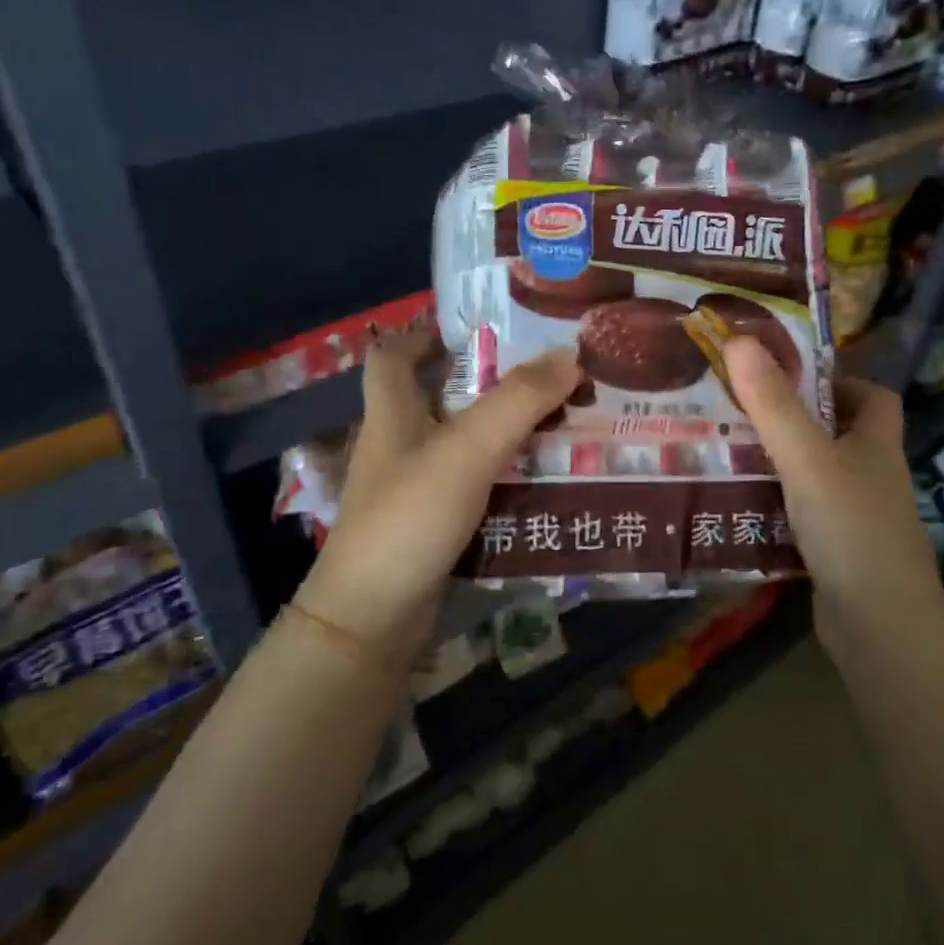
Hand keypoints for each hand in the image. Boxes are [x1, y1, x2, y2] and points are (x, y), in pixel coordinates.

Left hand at [297, 330, 580, 661]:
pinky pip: (476, 487)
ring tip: (563, 421)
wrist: (373, 619)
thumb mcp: (466, 450)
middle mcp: (399, 446)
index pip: (391, 355)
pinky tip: (546, 480)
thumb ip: (518, 401)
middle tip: (547, 374)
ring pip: (464, 445)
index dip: (421, 332)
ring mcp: (414, 490)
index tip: (470, 325)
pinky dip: (506, 478)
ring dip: (505, 432)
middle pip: (438, 398)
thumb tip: (570, 354)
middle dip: (487, 383)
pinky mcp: (433, 527)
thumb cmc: (409, 518)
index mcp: (391, 414)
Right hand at [723, 337, 943, 649]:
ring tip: (727, 452)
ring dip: (779, 464)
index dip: (838, 381)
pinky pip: (804, 514)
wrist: (879, 625)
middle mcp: (872, 476)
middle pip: (839, 435)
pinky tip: (739, 505)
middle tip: (740, 413)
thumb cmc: (850, 527)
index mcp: (877, 444)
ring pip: (817, 476)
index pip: (873, 397)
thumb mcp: (806, 458)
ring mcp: (858, 517)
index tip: (789, 380)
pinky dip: (776, 506)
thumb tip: (739, 339)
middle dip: (793, 421)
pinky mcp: (838, 551)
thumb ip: (773, 404)